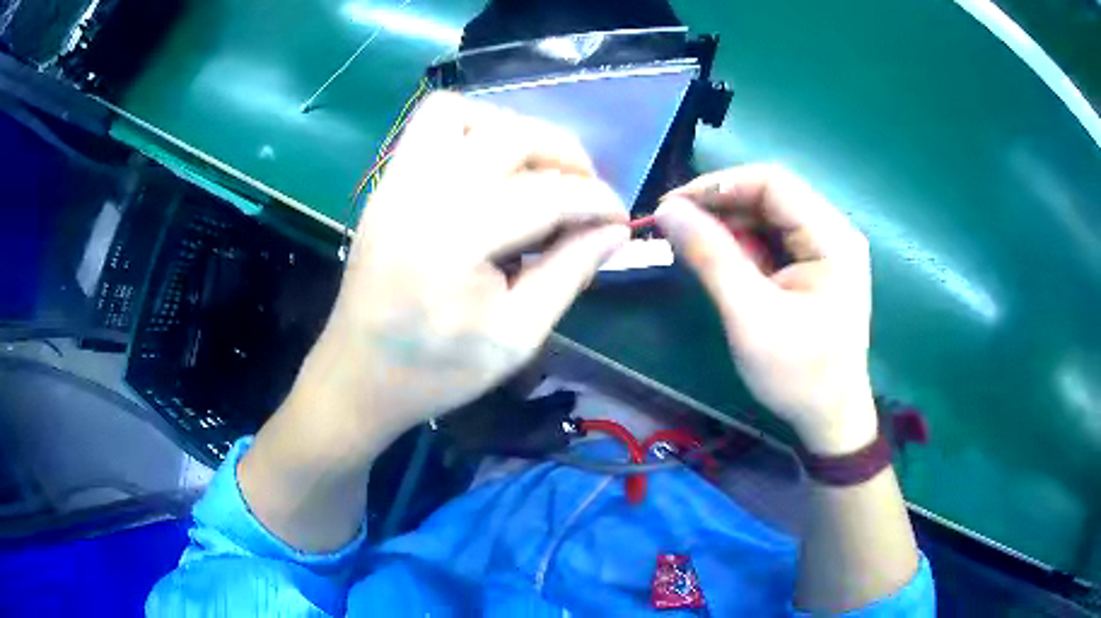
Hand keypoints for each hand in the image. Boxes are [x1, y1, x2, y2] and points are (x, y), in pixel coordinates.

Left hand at [295, 93, 629, 448]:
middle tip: (587, 189)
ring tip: (537, 171)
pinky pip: (429, 126)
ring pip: (461, 112)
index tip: (621, 218)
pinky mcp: (386, 185)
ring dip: (512, 129)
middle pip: (509, 135)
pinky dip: (472, 131)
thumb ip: (569, 274)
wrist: (357, 376)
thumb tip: (615, 233)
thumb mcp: (515, 338)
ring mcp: (395, 183)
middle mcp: (420, 195)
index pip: (546, 195)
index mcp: (453, 242)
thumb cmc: (435, 371)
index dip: (596, 201)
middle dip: (565, 153)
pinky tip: (491, 172)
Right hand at [656, 164, 875, 454]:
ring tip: (688, 245)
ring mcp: (825, 248)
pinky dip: (740, 246)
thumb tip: (667, 211)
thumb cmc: (798, 375)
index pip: (772, 182)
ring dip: (726, 226)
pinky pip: (771, 240)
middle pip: (770, 196)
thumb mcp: (750, 317)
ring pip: (767, 216)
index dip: (718, 185)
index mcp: (832, 237)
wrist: (828, 419)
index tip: (671, 206)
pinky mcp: (814, 266)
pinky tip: (716, 260)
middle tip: (673, 227)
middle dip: (719, 206)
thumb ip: (711, 257)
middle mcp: (833, 231)